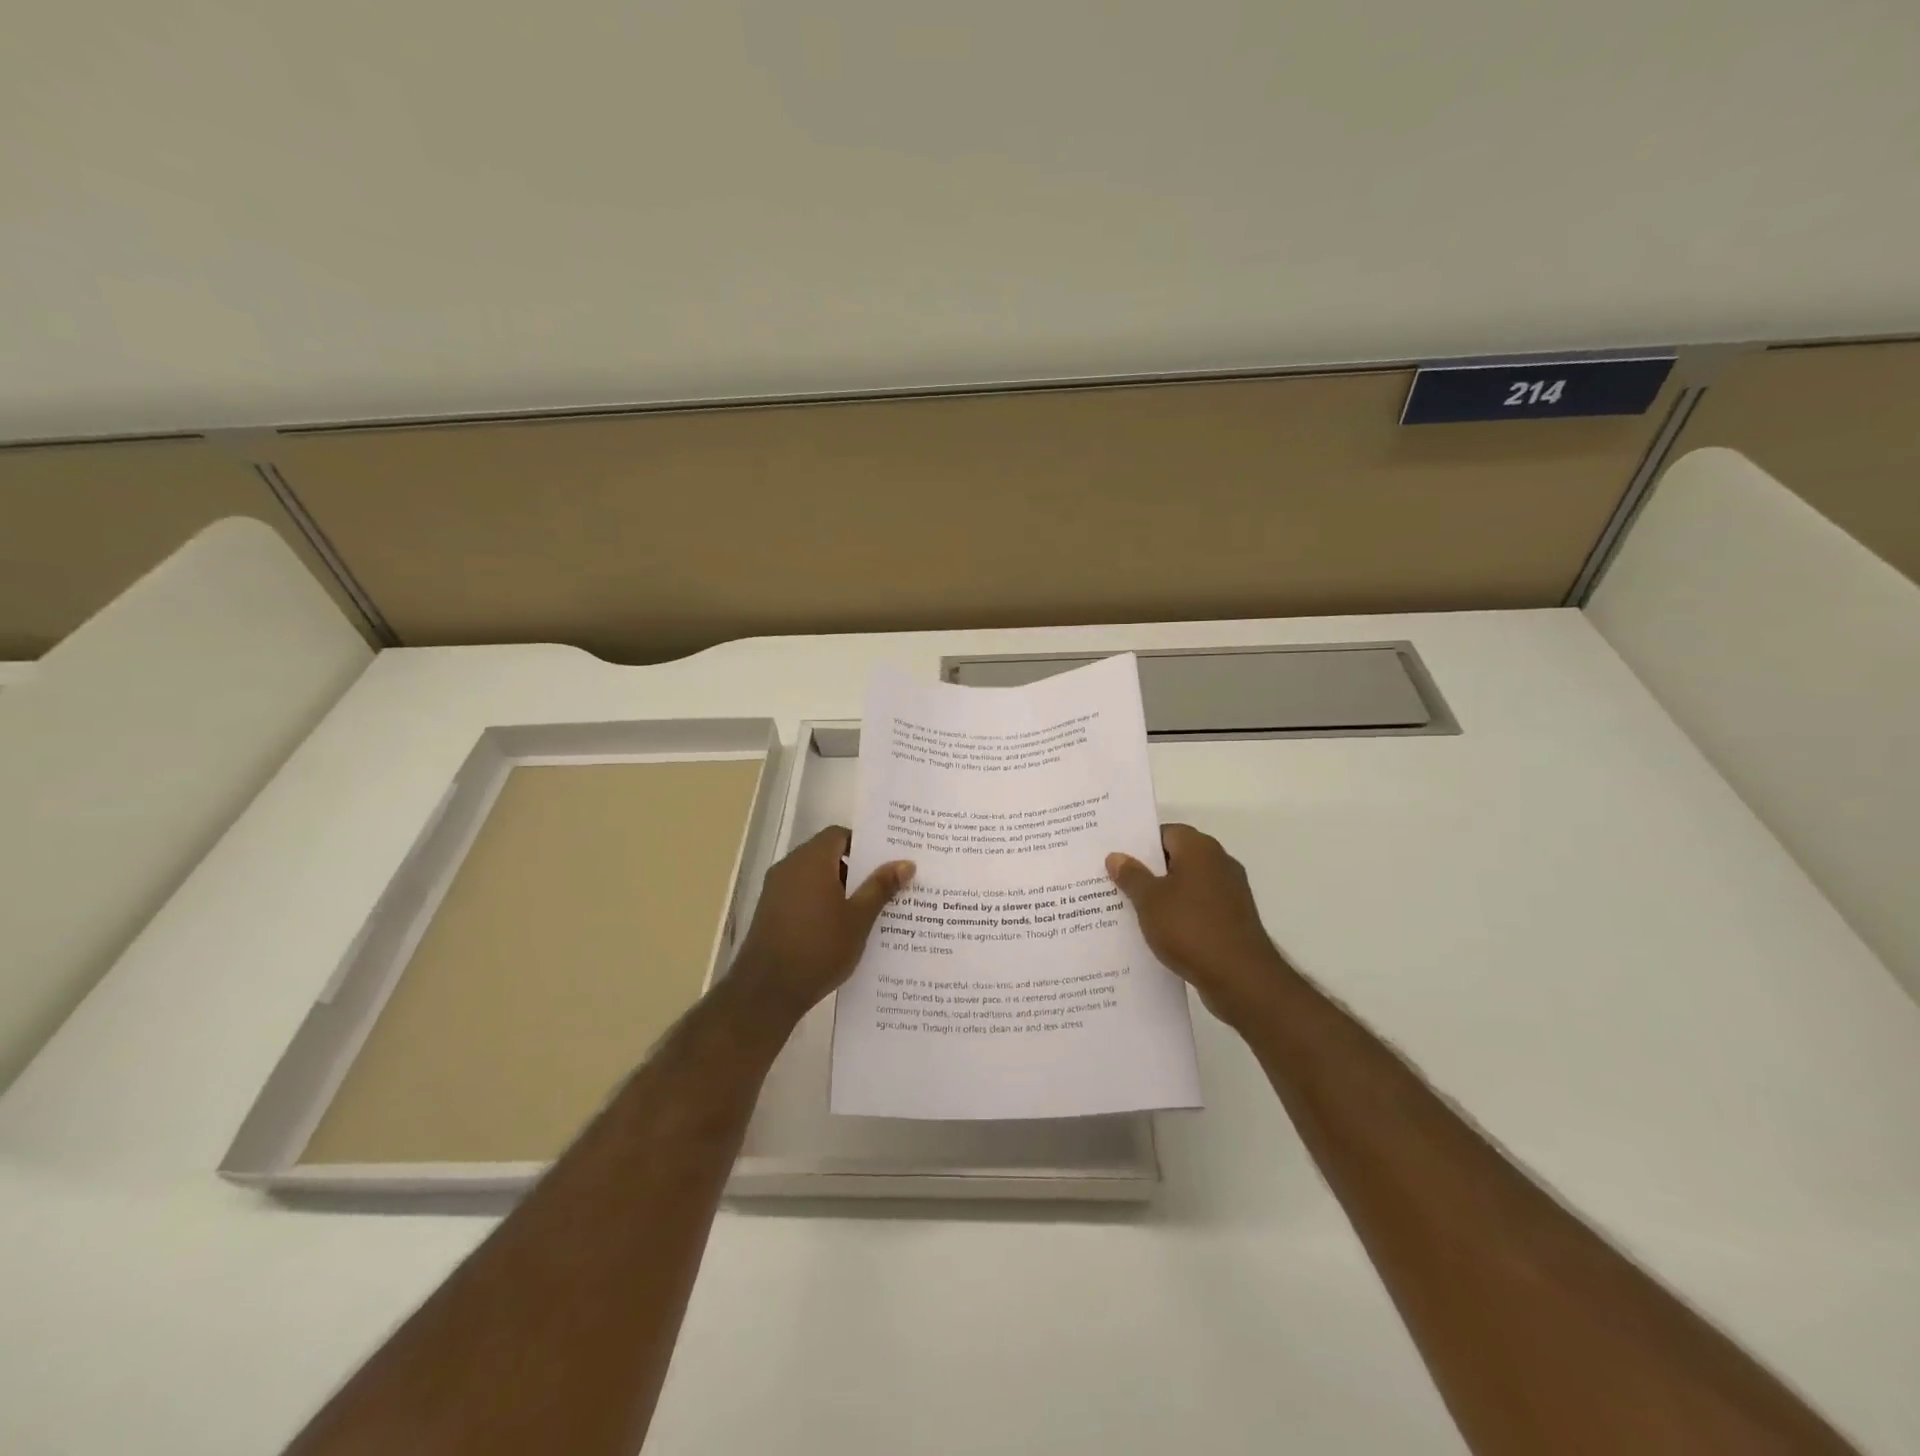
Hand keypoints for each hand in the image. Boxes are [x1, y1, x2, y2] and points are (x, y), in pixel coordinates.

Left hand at [730, 826, 914, 1020]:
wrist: (767, 990)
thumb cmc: (819, 947)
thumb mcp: (859, 918)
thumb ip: (880, 887)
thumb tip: (906, 862)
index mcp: (811, 860)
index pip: (839, 835)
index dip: (863, 845)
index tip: (885, 862)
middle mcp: (789, 867)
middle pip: (826, 854)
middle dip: (855, 869)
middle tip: (884, 885)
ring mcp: (775, 890)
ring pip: (814, 877)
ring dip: (838, 888)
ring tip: (866, 909)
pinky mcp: (769, 912)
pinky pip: (801, 895)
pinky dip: (820, 902)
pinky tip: (840, 928)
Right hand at [1106, 823, 1292, 1024]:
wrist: (1241, 978)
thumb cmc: (1190, 928)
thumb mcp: (1149, 901)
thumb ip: (1131, 875)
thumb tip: (1116, 856)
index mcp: (1200, 849)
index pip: (1165, 833)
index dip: (1139, 844)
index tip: (1116, 858)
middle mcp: (1219, 863)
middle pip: (1176, 858)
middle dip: (1147, 870)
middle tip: (1115, 882)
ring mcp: (1230, 893)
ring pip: (1187, 885)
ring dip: (1163, 895)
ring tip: (1129, 909)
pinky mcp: (1233, 920)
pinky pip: (1198, 908)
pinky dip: (1179, 915)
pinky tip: (1157, 932)